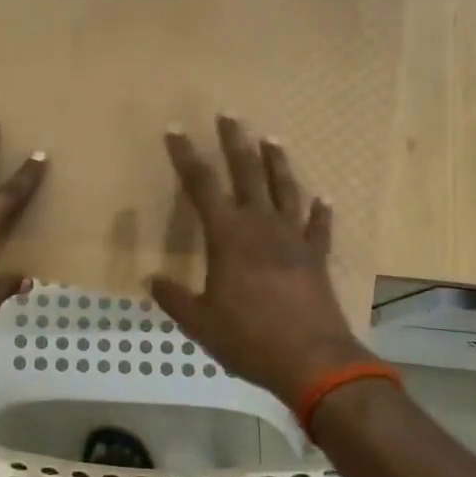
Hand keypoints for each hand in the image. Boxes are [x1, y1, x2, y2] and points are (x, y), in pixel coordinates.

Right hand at [148, 116, 371, 404]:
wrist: (313, 361)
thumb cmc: (249, 338)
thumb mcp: (199, 322)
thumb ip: (174, 297)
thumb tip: (151, 279)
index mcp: (228, 237)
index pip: (201, 185)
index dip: (186, 156)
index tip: (175, 130)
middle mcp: (261, 227)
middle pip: (247, 173)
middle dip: (235, 143)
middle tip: (229, 115)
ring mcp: (293, 239)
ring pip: (285, 190)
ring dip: (277, 163)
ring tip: (272, 139)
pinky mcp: (316, 257)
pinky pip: (319, 226)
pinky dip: (320, 211)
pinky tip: (324, 198)